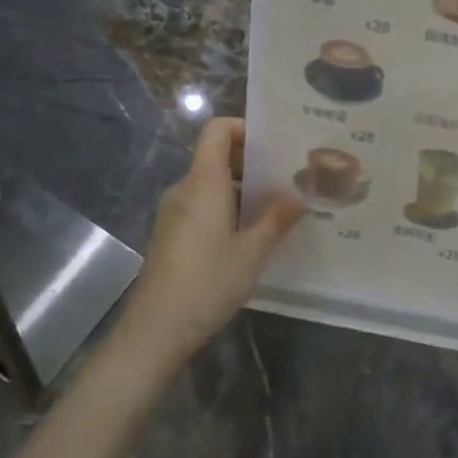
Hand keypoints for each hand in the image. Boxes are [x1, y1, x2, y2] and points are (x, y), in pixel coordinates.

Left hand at [117, 118, 304, 355]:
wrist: (155, 329)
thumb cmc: (207, 282)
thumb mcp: (252, 251)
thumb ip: (278, 218)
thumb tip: (301, 194)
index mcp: (203, 183)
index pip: (217, 130)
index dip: (244, 128)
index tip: (275, 146)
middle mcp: (185, 189)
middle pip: (217, 157)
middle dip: (252, 163)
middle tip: (289, 179)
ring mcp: (174, 213)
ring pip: (211, 185)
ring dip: (242, 190)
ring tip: (277, 209)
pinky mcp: (171, 234)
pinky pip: (202, 206)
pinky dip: (227, 209)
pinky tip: (250, 236)